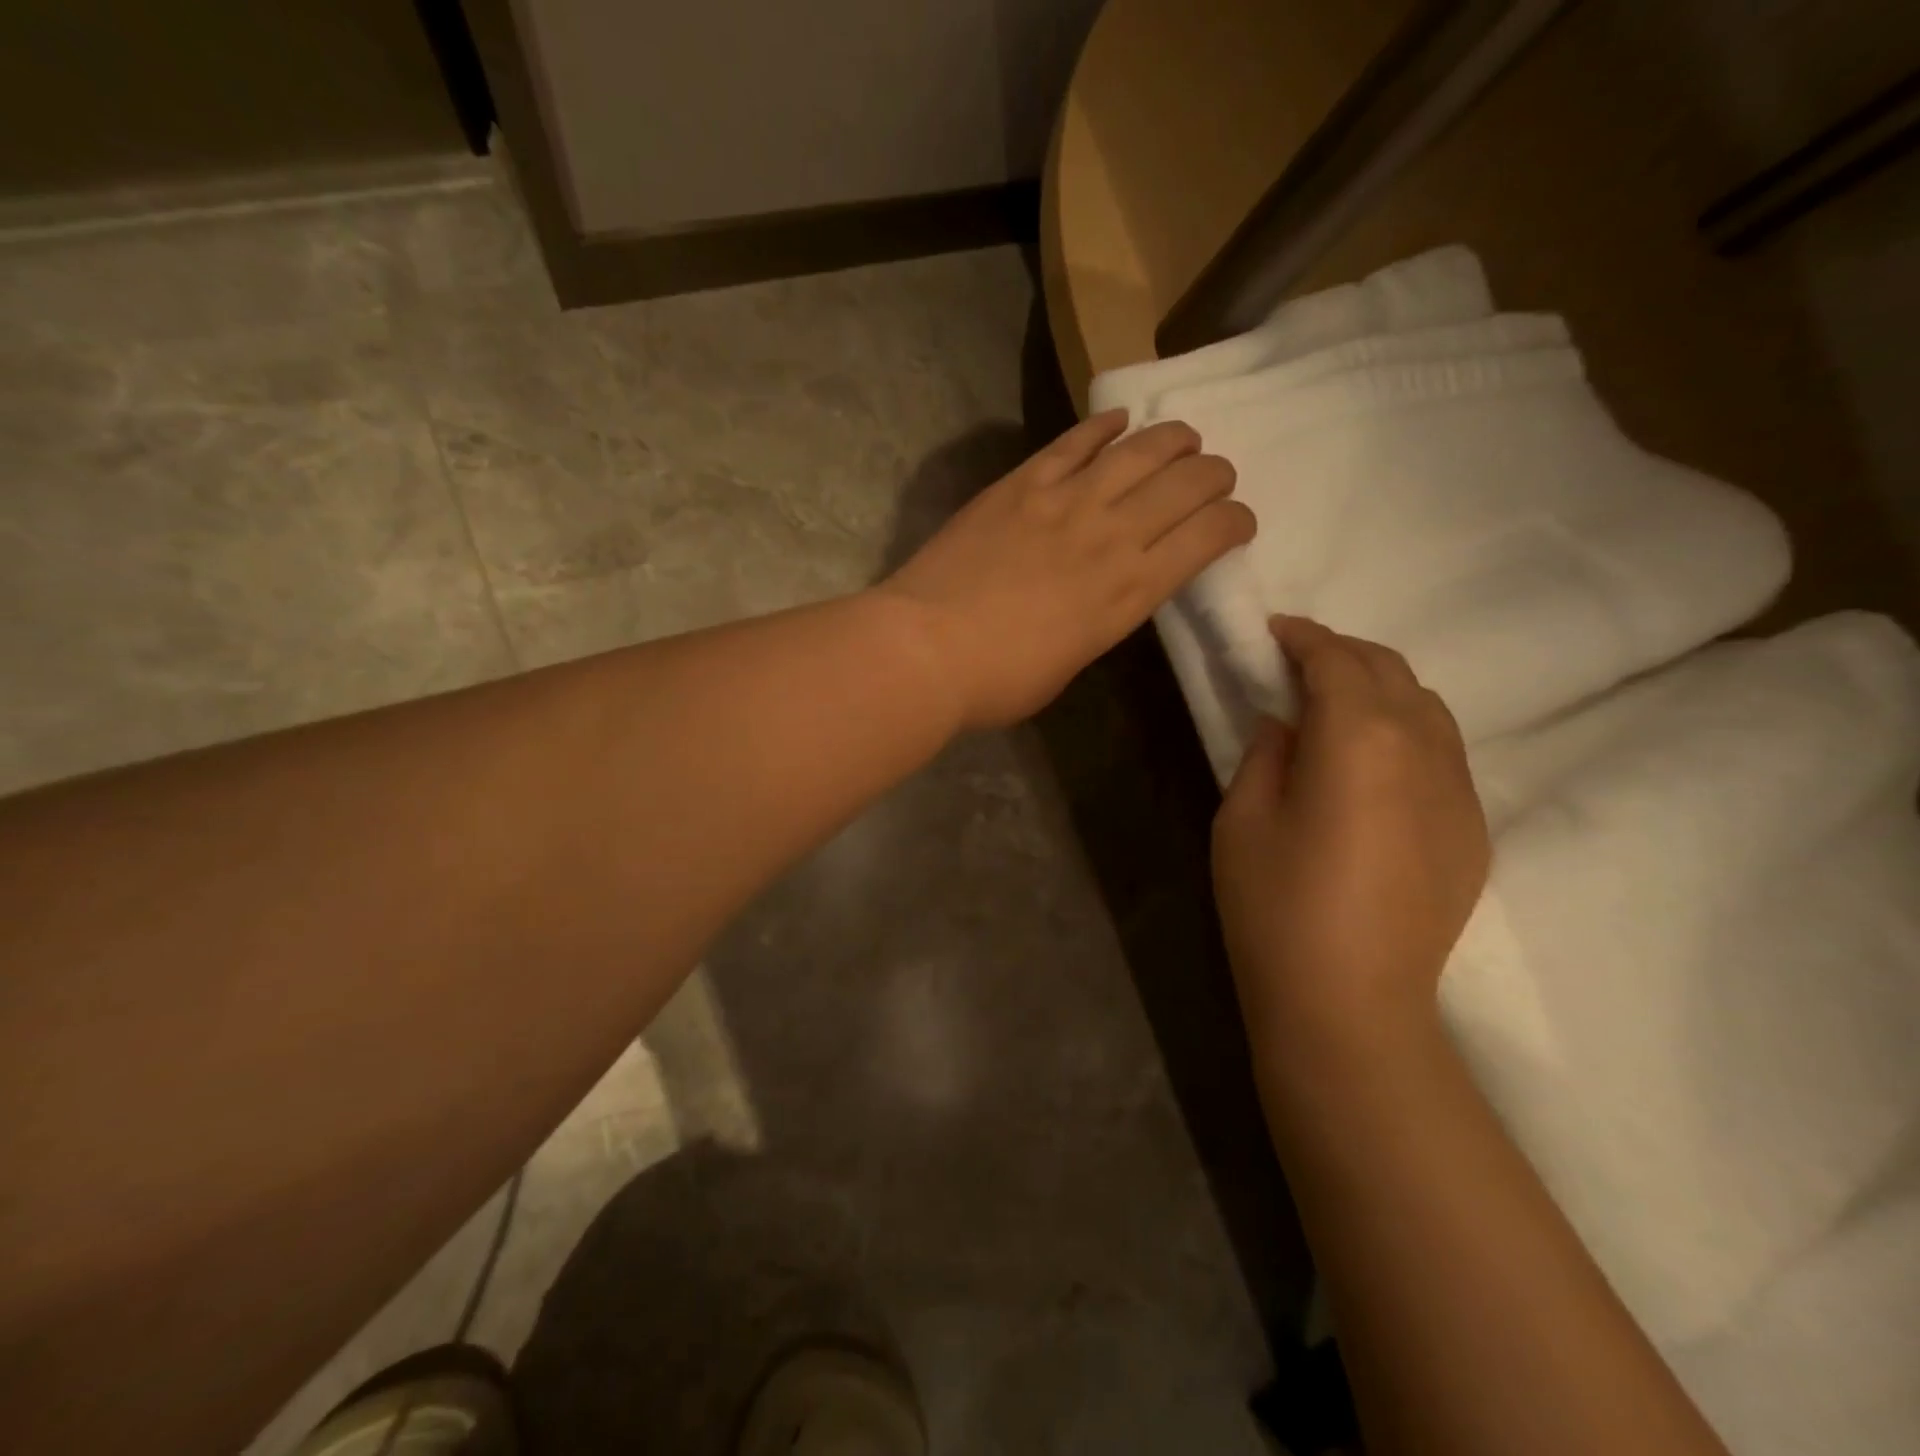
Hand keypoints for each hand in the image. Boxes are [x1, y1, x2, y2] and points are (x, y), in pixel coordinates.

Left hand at [878, 411, 1253, 729]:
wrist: (927, 648)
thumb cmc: (1000, 680)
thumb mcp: (1071, 663)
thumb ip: (1099, 620)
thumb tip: (1102, 595)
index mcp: (1131, 592)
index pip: (1209, 537)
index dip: (1235, 522)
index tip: (1237, 522)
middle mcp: (1113, 534)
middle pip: (1186, 483)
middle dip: (1214, 475)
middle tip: (1214, 477)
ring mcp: (1066, 500)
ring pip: (1140, 449)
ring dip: (1173, 438)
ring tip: (1184, 438)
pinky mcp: (1021, 483)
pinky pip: (1074, 441)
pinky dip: (1102, 425)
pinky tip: (1118, 419)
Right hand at [1212, 617, 1489, 1059]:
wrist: (1350, 1002)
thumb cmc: (1275, 906)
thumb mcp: (1241, 820)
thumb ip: (1266, 754)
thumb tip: (1286, 723)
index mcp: (1358, 739)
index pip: (1336, 662)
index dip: (1303, 637)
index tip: (1275, 630)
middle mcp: (1422, 750)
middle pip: (1390, 671)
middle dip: (1343, 652)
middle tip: (1299, 660)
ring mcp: (1459, 791)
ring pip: (1428, 708)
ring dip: (1380, 687)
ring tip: (1337, 700)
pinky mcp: (1473, 830)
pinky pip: (1444, 753)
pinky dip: (1407, 730)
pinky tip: (1375, 758)